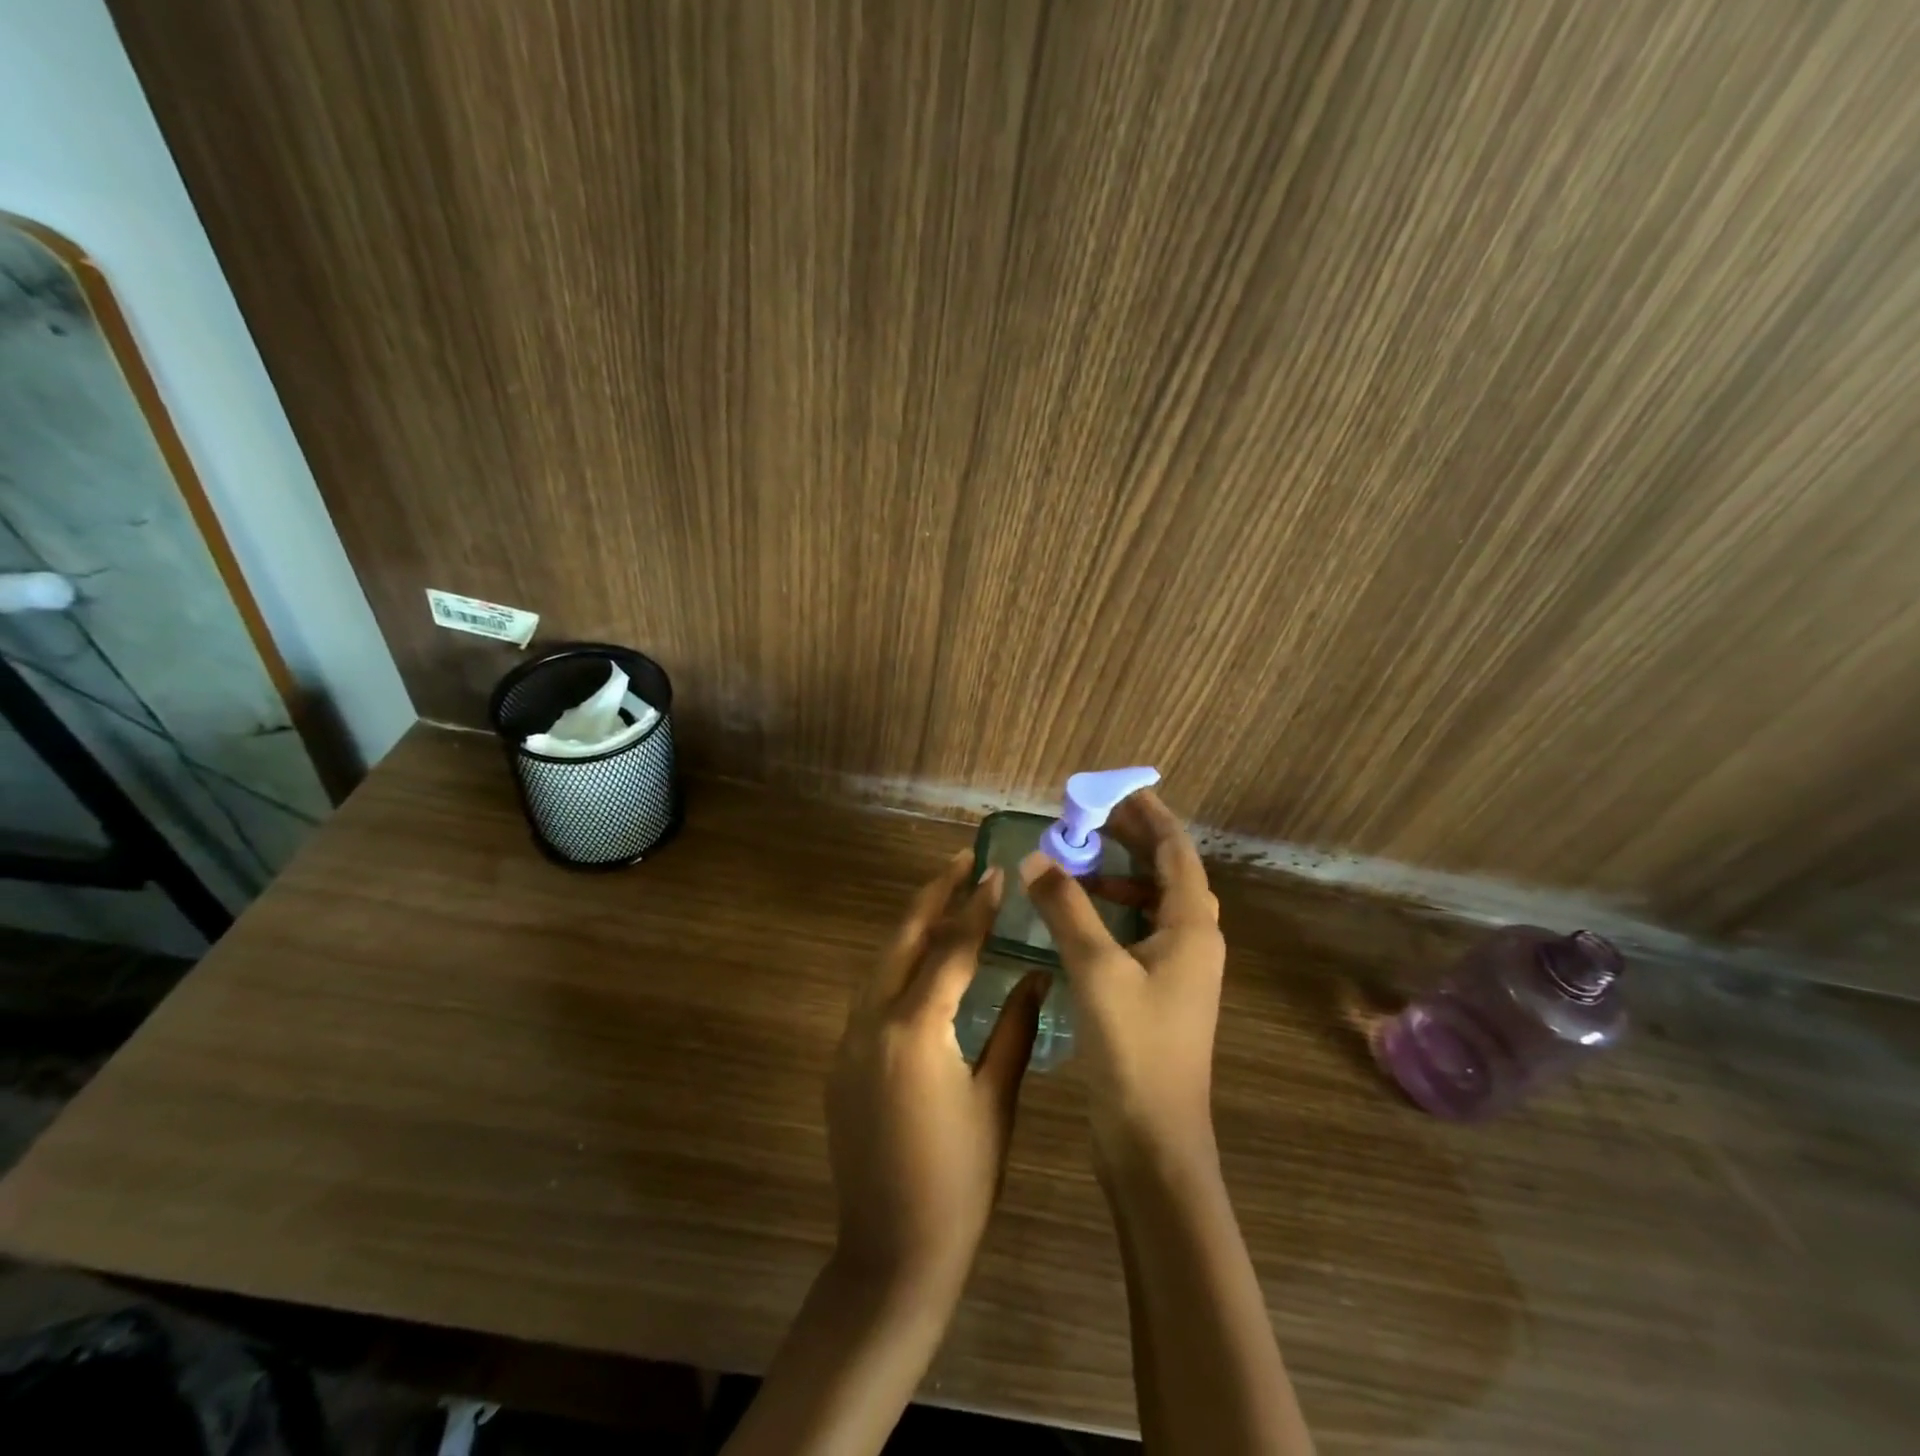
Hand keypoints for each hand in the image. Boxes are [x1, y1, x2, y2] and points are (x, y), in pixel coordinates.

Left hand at [827, 849, 1045, 1293]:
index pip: (952, 948)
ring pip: (881, 961)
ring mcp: (849, 1039)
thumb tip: (1037, 975)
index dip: (976, 906)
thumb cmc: (961, 1181)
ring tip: (945, 898)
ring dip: (913, 925)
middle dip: (933, 894)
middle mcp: (873, 1021)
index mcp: (917, 1029)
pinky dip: (897, 965)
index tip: (994, 870)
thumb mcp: (997, 1100)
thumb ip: (1016, 1028)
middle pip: (903, 937)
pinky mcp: (841, 1060)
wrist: (892, 1253)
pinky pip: (871, 993)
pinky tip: (921, 962)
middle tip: (961, 860)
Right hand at [1018, 790, 1223, 1162]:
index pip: (1178, 853)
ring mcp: (1180, 970)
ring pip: (1155, 903)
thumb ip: (1066, 908)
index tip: (1123, 788)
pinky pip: (1141, 931)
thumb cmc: (1134, 1049)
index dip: (1152, 816)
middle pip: (1170, 873)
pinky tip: (1082, 915)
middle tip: (1094, 815)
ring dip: (1122, 875)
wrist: (1154, 1142)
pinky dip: (1115, 911)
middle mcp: (1195, 941)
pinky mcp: (1160, 992)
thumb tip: (1038, 857)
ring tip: (1081, 859)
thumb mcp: (1096, 970)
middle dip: (1135, 840)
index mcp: (1193, 928)